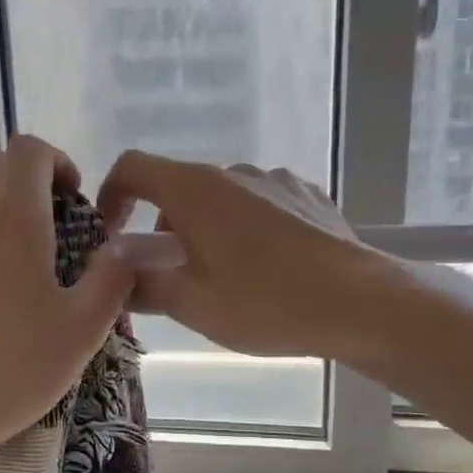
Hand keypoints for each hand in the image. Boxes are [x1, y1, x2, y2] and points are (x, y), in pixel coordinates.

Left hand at [0, 136, 133, 459]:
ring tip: (7, 243)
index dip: (56, 161)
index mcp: (14, 215)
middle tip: (48, 227)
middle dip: (28, 182)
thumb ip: (112, 277)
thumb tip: (125, 248)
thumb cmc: (14, 365)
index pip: (28, 150)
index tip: (71, 200)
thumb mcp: (83, 327)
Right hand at [96, 153, 386, 358]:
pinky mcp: (308, 195)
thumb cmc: (265, 302)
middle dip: (163, 228)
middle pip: (178, 188)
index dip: (111, 194)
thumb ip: (143, 283)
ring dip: (206, 229)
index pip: (133, 167)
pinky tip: (267, 269)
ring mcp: (274, 179)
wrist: (361, 302)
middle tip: (171, 276)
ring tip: (223, 279)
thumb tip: (117, 272)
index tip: (111, 233)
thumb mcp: (192, 304)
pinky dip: (245, 228)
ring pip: (220, 198)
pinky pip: (259, 205)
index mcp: (194, 189)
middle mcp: (232, 172)